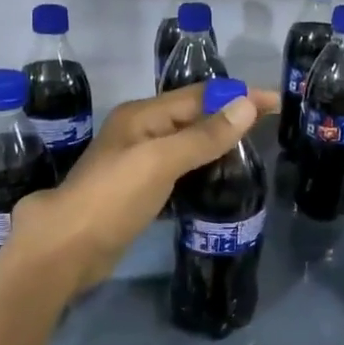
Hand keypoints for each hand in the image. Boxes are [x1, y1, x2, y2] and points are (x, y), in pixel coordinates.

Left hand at [11, 82, 277, 294]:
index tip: (277, 101)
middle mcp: (140, 132)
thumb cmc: (112, 198)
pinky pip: (179, 171)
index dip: (238, 96)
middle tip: (270, 128)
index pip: (200, 96)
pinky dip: (201, 170)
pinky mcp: (139, 192)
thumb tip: (246, 106)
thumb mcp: (160, 161)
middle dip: (230, 117)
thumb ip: (203, 136)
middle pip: (193, 117)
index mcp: (143, 116)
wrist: (66, 248)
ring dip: (217, 144)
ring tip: (252, 152)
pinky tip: (220, 181)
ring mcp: (137, 163)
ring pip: (186, 145)